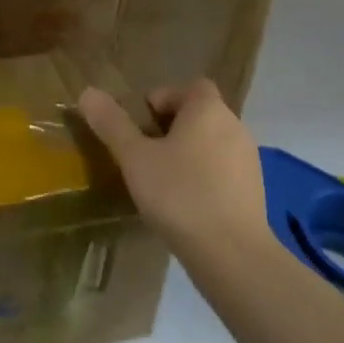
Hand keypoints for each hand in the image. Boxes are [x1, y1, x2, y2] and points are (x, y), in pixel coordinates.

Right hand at [77, 80, 268, 262]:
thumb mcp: (135, 158)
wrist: (233, 256)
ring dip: (189, 153)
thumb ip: (112, 124)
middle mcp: (234, 126)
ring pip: (212, 143)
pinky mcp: (255, 192)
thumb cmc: (180, 195)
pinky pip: (224, 170)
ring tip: (163, 181)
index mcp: (208, 110)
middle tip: (145, 153)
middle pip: (200, 114)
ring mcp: (250, 160)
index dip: (162, 99)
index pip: (188, 87)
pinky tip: (186, 204)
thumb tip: (88, 92)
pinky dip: (205, 177)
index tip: (140, 126)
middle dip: (172, 128)